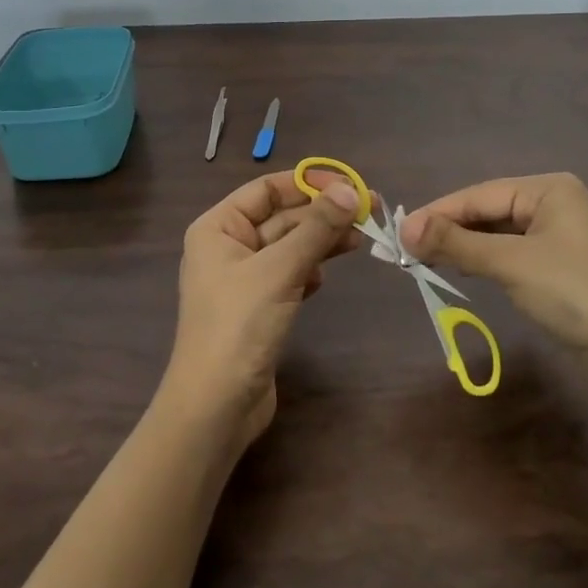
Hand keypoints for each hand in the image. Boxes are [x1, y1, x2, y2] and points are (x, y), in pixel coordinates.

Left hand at [162, 169, 362, 440]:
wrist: (217, 404)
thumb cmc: (239, 325)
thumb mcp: (279, 270)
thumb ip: (316, 229)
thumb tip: (350, 191)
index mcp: (218, 228)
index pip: (266, 190)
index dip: (306, 183)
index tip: (349, 184)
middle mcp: (227, 247)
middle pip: (281, 217)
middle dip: (322, 213)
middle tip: (370, 210)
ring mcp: (243, 279)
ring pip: (290, 246)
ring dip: (322, 240)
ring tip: (361, 239)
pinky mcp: (260, 307)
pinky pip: (290, 274)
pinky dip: (310, 270)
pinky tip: (325, 276)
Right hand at [400, 173, 587, 383]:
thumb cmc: (575, 293)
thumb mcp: (510, 263)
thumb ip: (456, 244)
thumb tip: (404, 230)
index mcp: (548, 189)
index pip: (478, 195)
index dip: (437, 214)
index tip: (397, 234)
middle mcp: (554, 205)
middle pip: (488, 212)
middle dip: (449, 230)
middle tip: (405, 251)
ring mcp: (560, 238)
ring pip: (498, 235)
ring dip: (463, 247)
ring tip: (424, 261)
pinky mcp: (560, 269)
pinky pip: (511, 256)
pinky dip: (484, 262)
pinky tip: (462, 271)